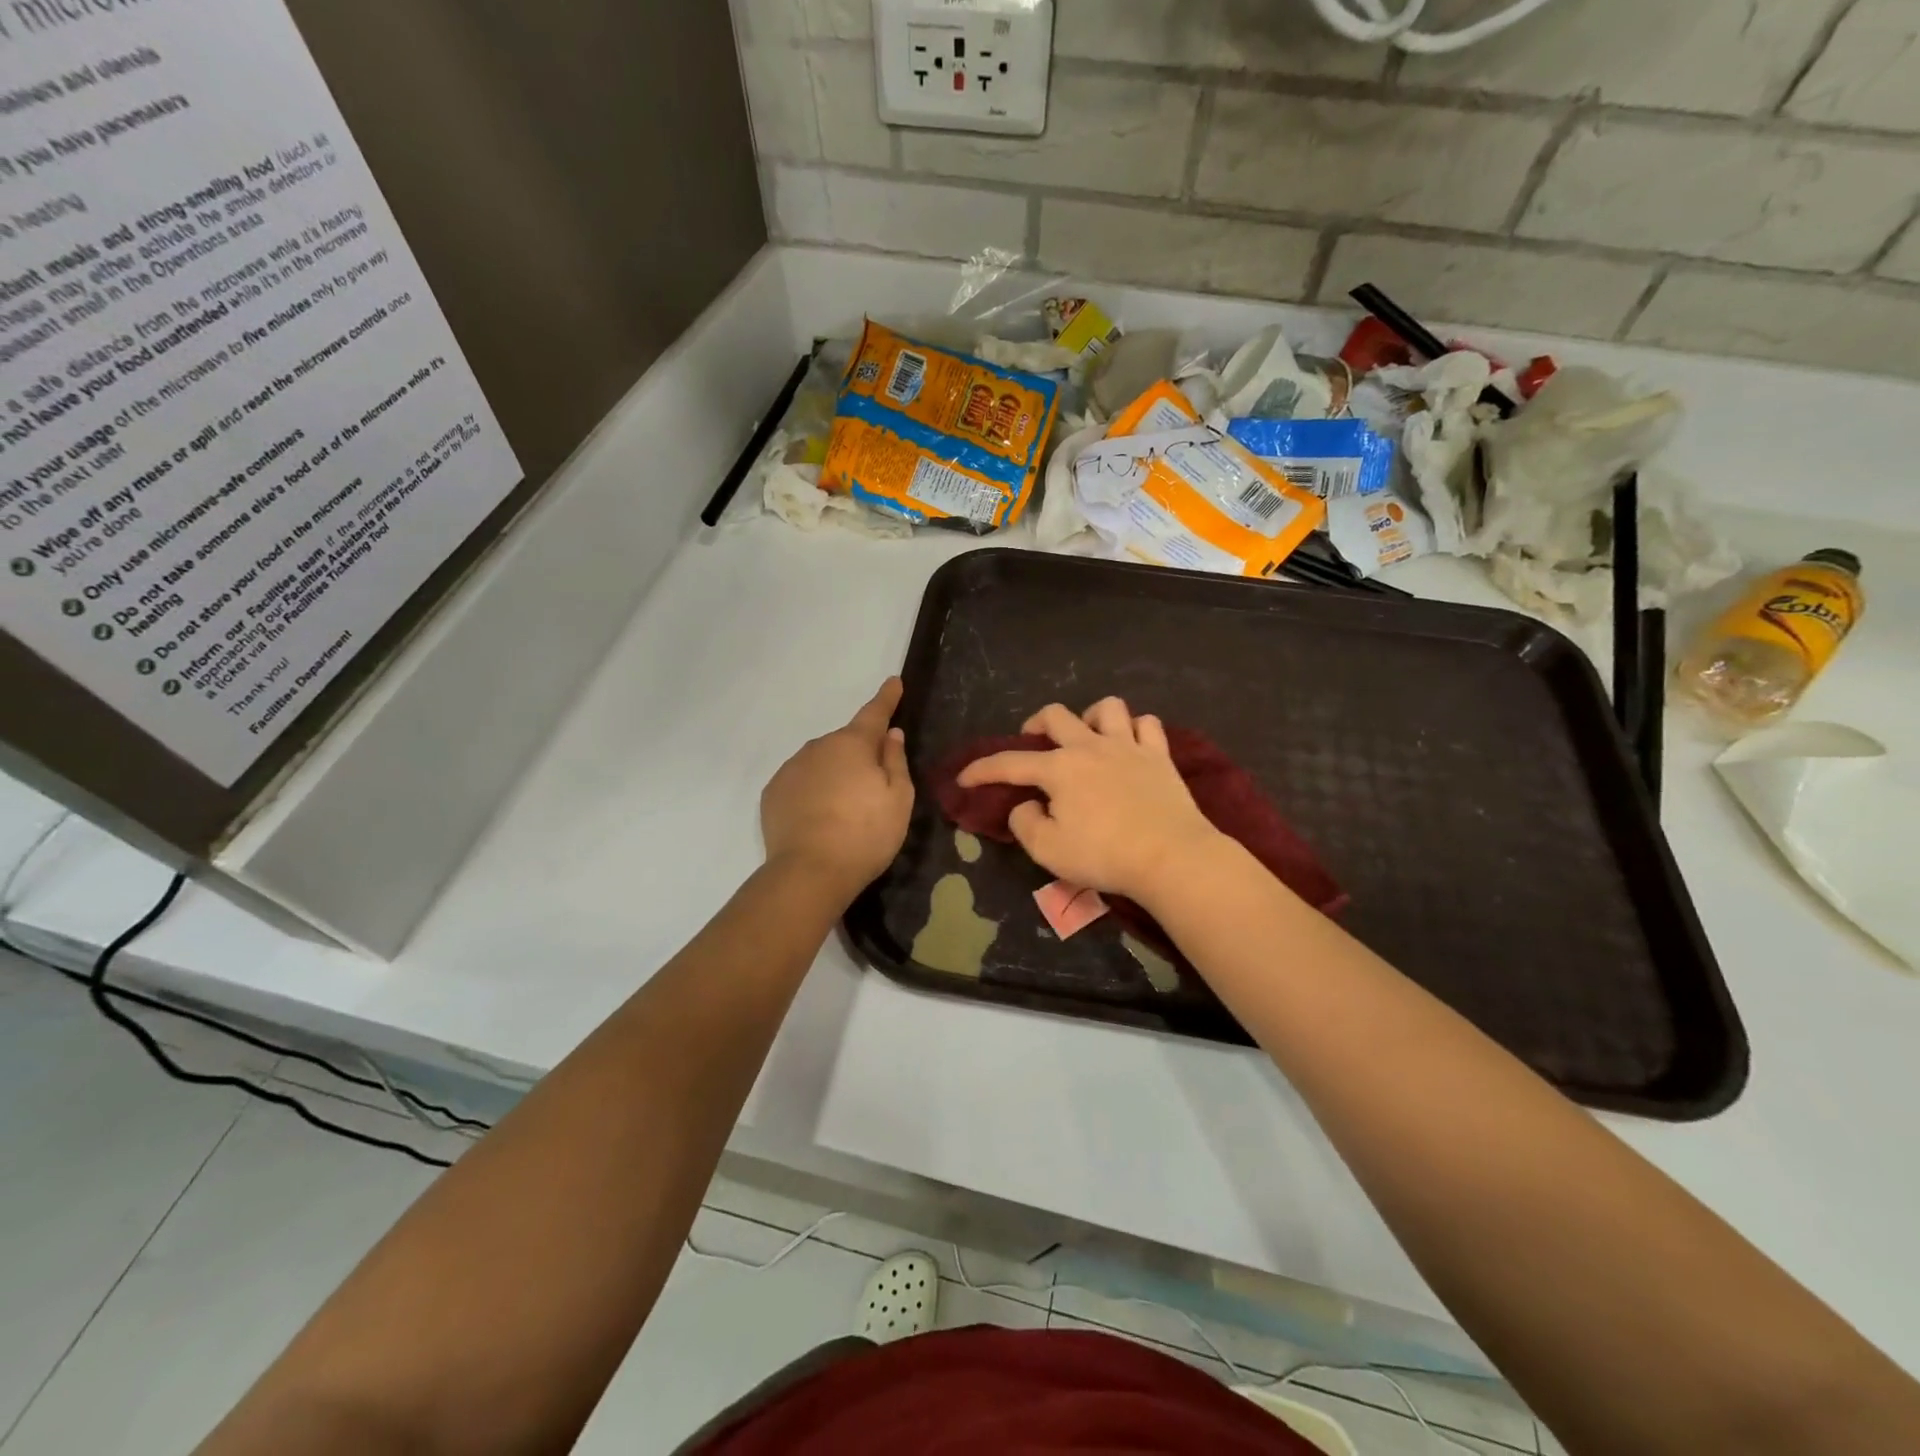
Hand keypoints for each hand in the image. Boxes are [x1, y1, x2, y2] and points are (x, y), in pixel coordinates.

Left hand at [762, 679, 913, 899]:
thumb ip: (895, 761)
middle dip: (860, 753)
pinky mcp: (773, 793)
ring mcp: (791, 769)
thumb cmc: (865, 834)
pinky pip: (801, 782)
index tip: (893, 682)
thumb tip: (890, 734)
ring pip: (821, 762)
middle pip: (846, 743)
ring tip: (845, 810)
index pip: (874, 713)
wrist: (809, 872)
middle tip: (873, 786)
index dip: (887, 698)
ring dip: (835, 774)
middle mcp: (818, 747)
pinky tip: (820, 818)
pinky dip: (813, 791)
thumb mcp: (898, 798)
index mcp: (853, 744)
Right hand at [957, 698, 1224, 901]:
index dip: (981, 770)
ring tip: (1087, 738)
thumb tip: (1024, 805)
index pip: (1009, 763)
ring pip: (1107, 708)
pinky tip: (1129, 745)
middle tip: (1033, 744)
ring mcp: (1129, 746)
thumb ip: (1025, 823)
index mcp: (1059, 769)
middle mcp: (1090, 746)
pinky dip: (1135, 730)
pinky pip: (1147, 725)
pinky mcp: (1160, 756)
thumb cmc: (1104, 855)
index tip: (964, 778)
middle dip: (1035, 724)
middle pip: (1055, 715)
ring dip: (1090, 717)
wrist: (1171, 857)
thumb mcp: (1048, 850)